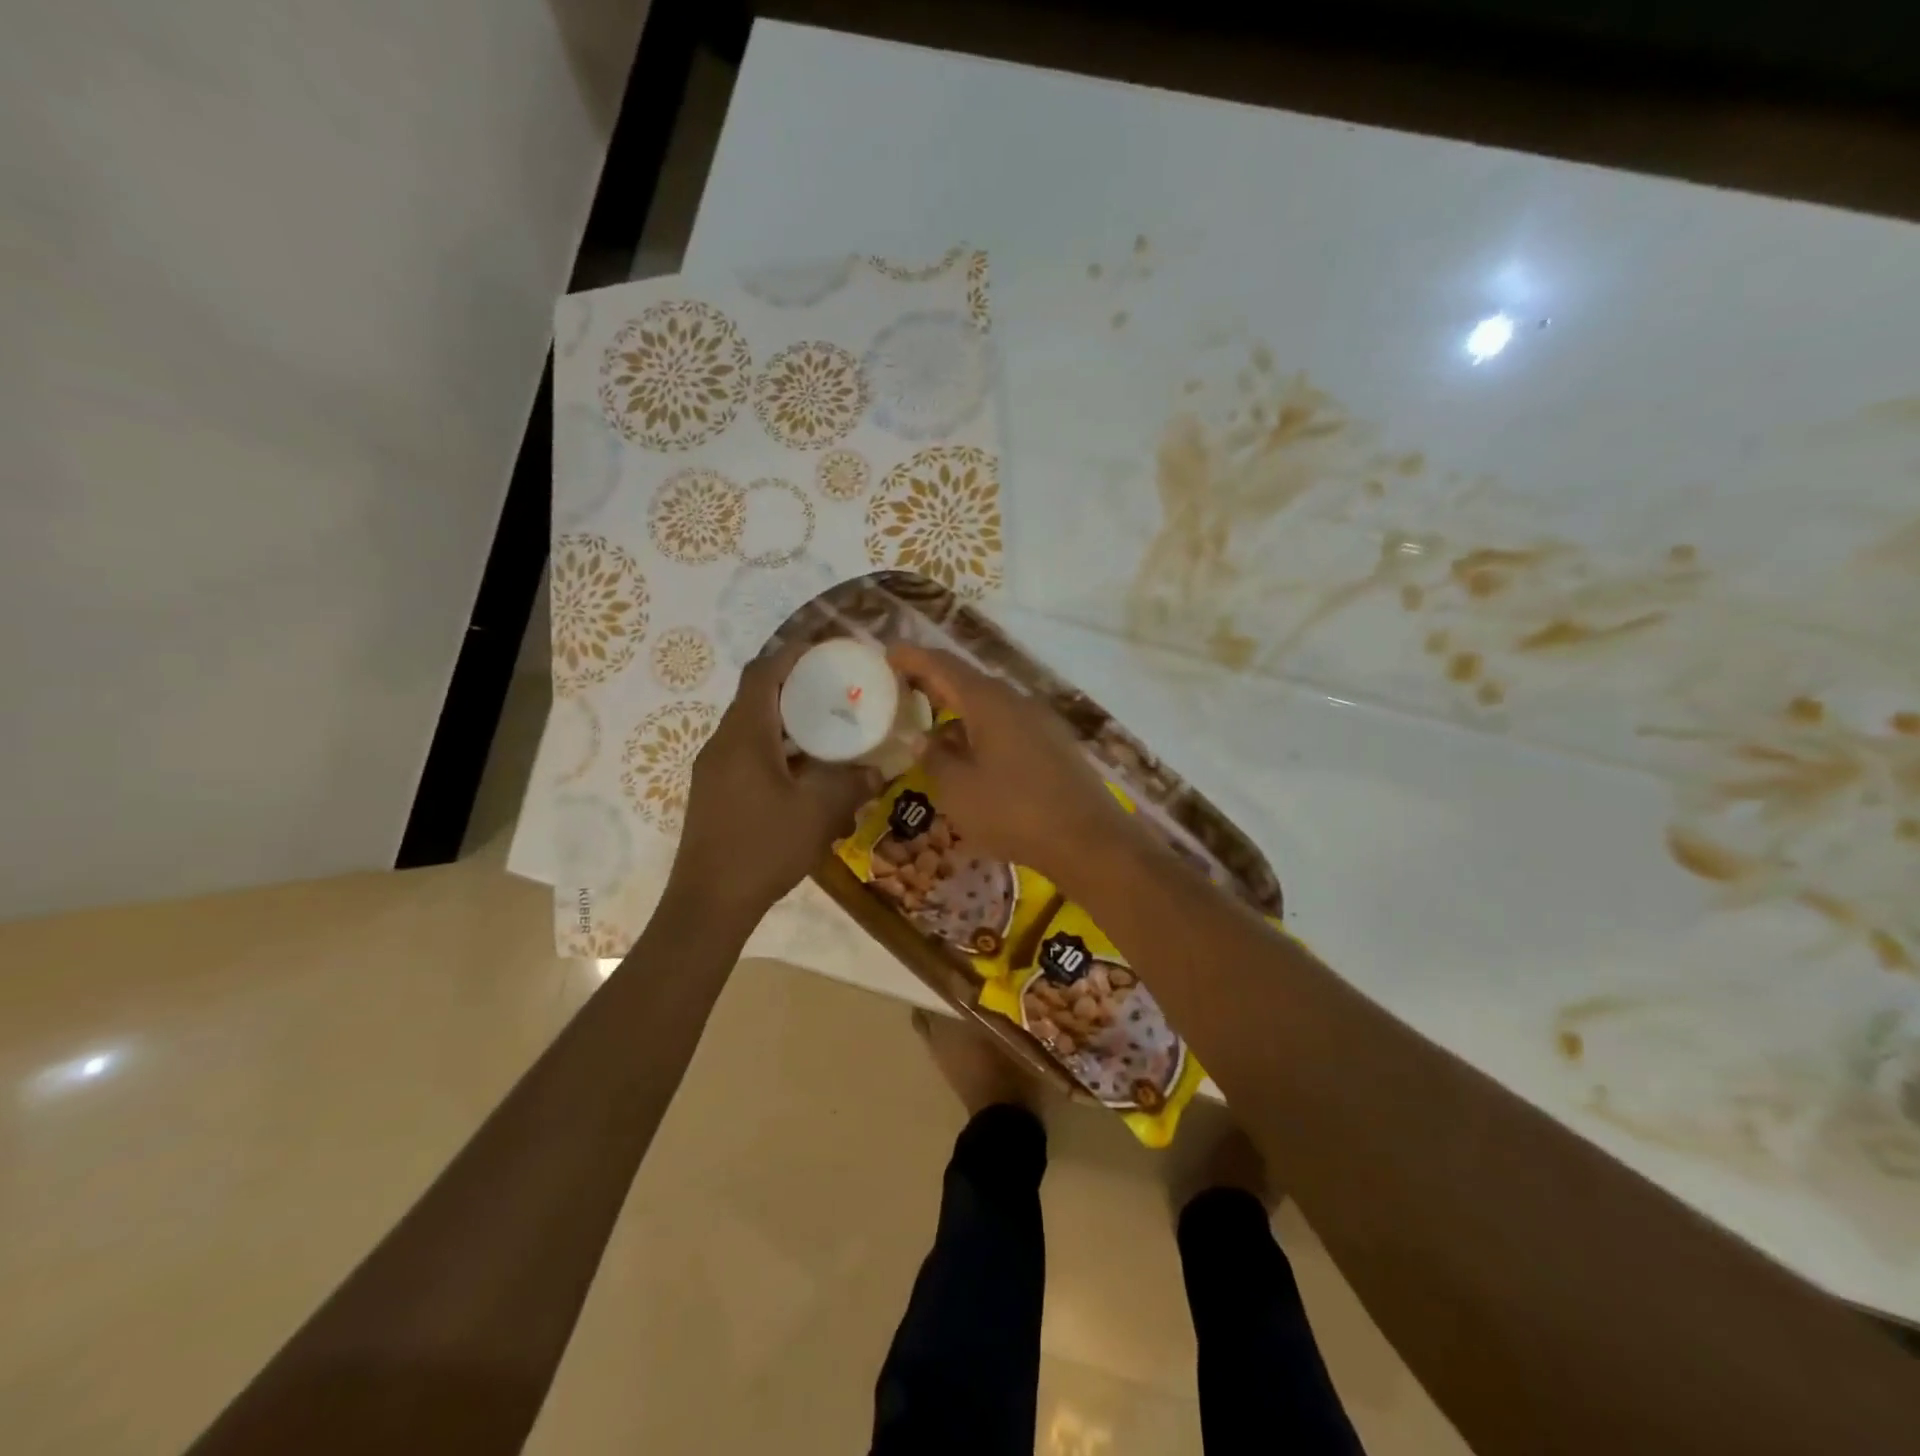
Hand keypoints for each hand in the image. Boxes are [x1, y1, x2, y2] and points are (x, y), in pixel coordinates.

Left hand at [671, 643, 881, 915]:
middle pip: (757, 698)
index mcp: (744, 736)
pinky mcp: (715, 793)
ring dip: (787, 724)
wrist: (709, 903)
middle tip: (836, 693)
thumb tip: (879, 771)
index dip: (792, 655)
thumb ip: (851, 784)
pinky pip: (748, 755)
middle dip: (796, 689)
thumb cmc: (762, 848)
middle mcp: (723, 744)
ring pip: (752, 729)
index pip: (762, 674)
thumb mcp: (817, 813)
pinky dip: (777, 751)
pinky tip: (806, 775)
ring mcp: (714, 770)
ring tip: (828, 731)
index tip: (826, 653)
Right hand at [888, 644, 1138, 883]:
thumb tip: (920, 738)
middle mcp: (1016, 702)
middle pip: (968, 681)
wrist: (1088, 841)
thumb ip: (933, 759)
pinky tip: (970, 753)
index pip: (943, 666)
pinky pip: (1007, 725)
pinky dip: (980, 729)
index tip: (888, 654)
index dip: (913, 658)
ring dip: (958, 709)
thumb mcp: (958, 790)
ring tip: (930, 724)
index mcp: (989, 702)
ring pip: (989, 705)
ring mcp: (1040, 722)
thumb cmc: (1013, 812)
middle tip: (902, 689)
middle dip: (934, 682)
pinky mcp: (1053, 745)